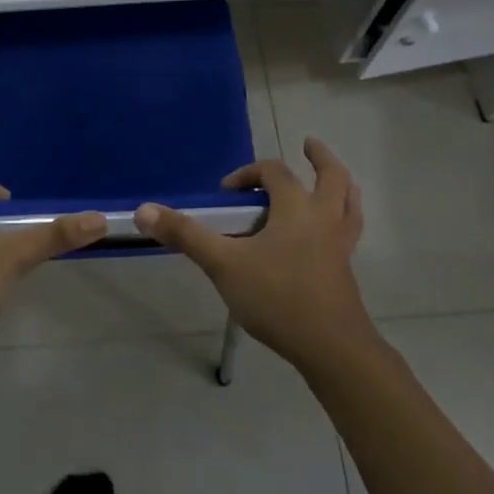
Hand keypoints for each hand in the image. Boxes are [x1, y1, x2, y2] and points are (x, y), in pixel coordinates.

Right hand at [134, 137, 376, 372]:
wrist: (331, 348)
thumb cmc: (277, 297)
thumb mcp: (223, 264)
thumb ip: (186, 235)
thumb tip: (143, 210)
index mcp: (297, 208)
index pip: (274, 173)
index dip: (249, 174)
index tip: (227, 192)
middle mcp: (324, 219)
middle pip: (332, 177)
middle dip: (320, 159)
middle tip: (309, 145)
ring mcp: (340, 245)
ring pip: (349, 204)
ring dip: (341, 187)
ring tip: (334, 180)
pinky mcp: (346, 271)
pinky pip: (348, 232)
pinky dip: (342, 219)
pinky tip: (328, 234)